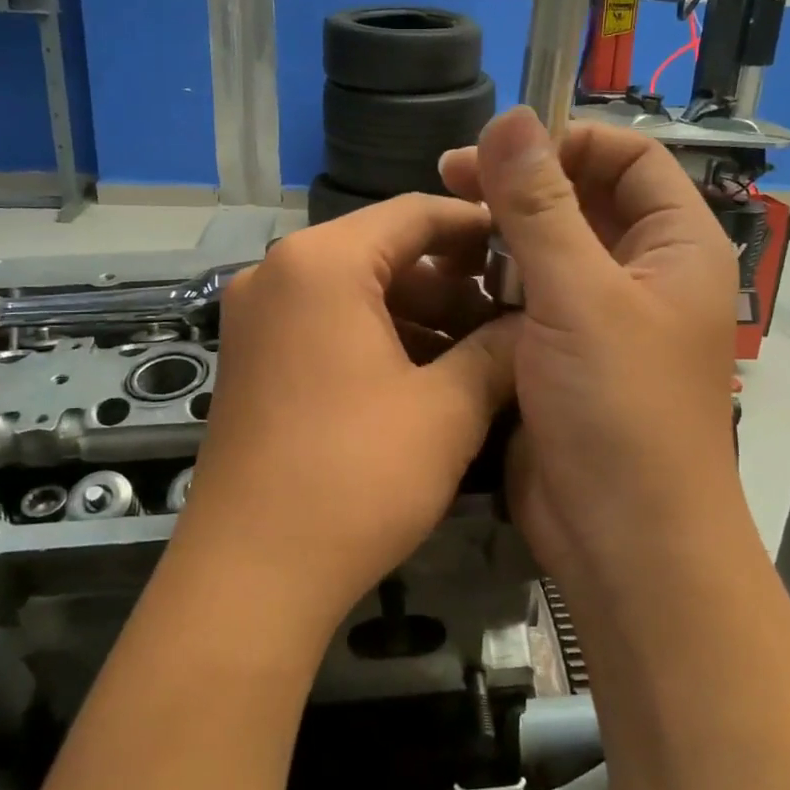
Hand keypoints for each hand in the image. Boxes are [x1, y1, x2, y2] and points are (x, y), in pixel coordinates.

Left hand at [176, 194, 515, 630]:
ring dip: (419, 315)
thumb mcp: (447, 410)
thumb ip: (499, 351)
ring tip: (481, 353)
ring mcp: (257, 318)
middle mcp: (278, 273)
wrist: (251, 575)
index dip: (477, 228)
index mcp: (321, 263)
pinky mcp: (252, 359)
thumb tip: (538, 324)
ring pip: (356, 292)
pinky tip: (428, 378)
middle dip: (452, 282)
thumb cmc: (356, 477)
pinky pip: (327, 326)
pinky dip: (379, 340)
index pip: (414, 213)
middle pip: (382, 252)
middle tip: (511, 314)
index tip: (528, 251)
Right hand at [440, 108, 744, 600]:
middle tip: (447, 180)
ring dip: (497, 237)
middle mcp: (641, 273)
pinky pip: (524, 299)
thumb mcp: (578, 297)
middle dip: (519, 187)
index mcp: (675, 245)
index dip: (568, 142)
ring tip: (439, 231)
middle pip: (581, 201)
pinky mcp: (560, 356)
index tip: (498, 149)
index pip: (629, 157)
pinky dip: (489, 285)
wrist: (623, 540)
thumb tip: (510, 115)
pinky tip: (444, 283)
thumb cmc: (619, 409)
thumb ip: (541, 206)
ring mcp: (599, 318)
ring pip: (545, 252)